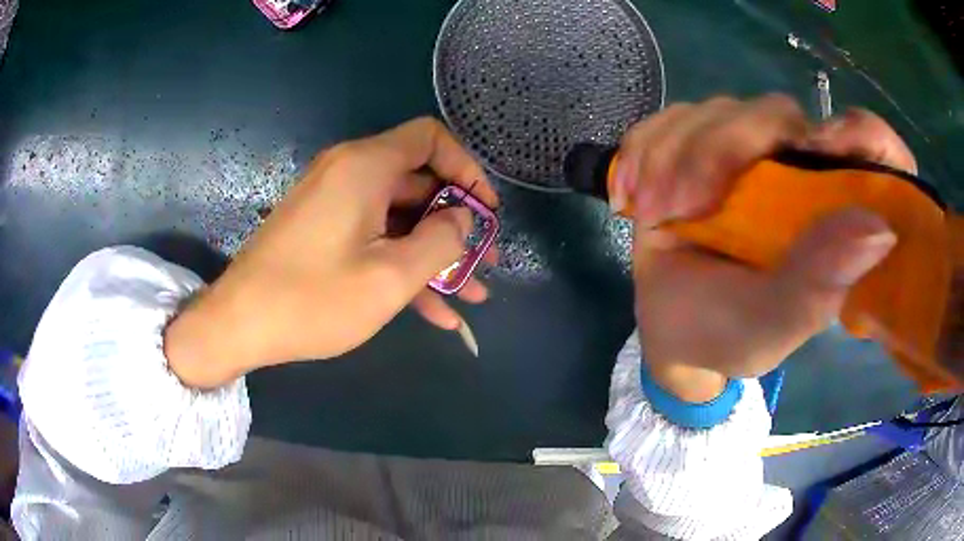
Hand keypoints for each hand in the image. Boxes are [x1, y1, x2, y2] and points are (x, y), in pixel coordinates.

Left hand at [165, 118, 497, 387]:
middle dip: (457, 223)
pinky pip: (375, 237)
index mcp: (365, 167)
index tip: (485, 211)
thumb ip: (440, 241)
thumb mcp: (390, 276)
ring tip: (471, 294)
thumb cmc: (312, 299)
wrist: (239, 324)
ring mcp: (335, 204)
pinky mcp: (325, 231)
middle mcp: (350, 173)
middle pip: (419, 182)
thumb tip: (463, 219)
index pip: (431, 138)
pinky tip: (435, 310)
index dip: (466, 168)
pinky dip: (403, 265)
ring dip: (435, 254)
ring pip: (400, 218)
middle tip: (484, 263)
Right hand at [620, 96, 906, 401]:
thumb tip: (879, 229)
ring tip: (654, 213)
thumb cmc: (730, 334)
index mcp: (832, 211)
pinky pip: (669, 120)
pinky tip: (632, 196)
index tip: (822, 147)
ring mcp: (744, 152)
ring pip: (716, 111)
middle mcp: (796, 168)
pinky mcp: (696, 146)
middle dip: (722, 148)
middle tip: (684, 205)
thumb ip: (819, 284)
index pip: (871, 148)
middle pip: (775, 114)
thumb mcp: (773, 324)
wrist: (671, 330)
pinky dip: (644, 149)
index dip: (860, 133)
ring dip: (674, 155)